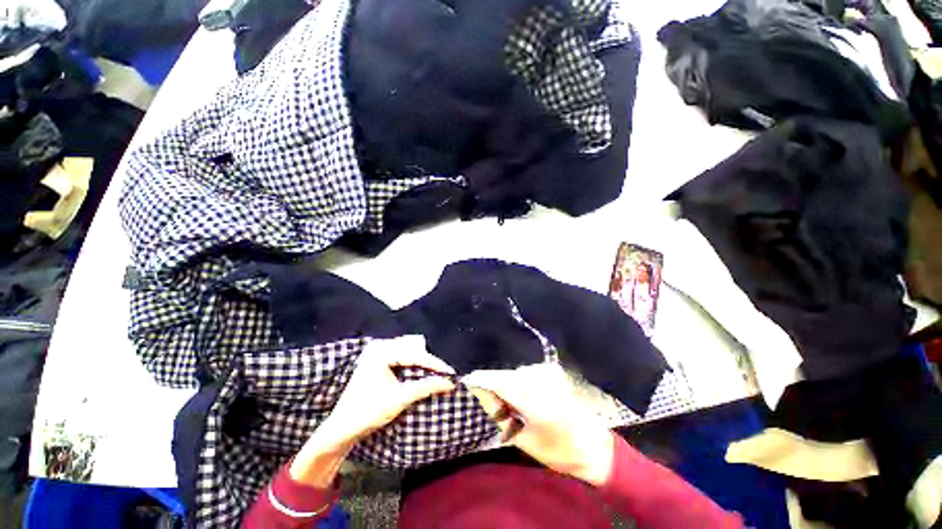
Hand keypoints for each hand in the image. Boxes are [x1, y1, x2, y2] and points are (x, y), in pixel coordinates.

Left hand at [291, 336, 455, 486]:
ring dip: (422, 365)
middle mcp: (379, 348)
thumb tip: (449, 383)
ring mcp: (378, 355)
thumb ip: (425, 387)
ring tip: (436, 375)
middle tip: (444, 374)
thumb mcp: (400, 398)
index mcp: (380, 352)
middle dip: (429, 363)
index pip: (414, 355)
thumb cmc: (368, 412)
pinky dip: (413, 368)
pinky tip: (422, 375)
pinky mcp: (378, 363)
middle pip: (412, 351)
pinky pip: (402, 360)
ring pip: (408, 355)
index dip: (434, 364)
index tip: (451, 373)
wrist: (341, 430)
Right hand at [463, 363, 615, 485]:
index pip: (500, 381)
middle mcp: (542, 379)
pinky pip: (525, 373)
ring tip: (512, 405)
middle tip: (495, 405)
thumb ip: (498, 415)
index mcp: (536, 400)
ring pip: (515, 374)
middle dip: (495, 387)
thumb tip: (479, 394)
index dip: (481, 380)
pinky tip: (523, 397)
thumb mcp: (523, 440)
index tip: (466, 381)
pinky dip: (519, 383)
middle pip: (506, 376)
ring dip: (508, 386)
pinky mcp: (552, 370)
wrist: (592, 446)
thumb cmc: (557, 450)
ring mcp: (549, 372)